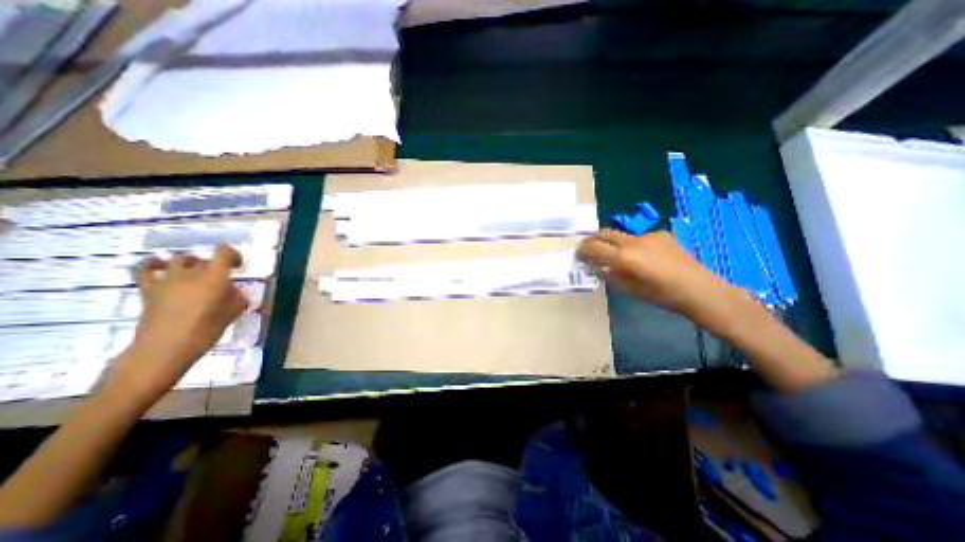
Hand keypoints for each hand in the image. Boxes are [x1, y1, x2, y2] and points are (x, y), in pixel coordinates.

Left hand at [104, 246, 248, 401]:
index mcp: (214, 278)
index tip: (238, 265)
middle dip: (214, 266)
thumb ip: (237, 298)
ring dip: (190, 263)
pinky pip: (146, 269)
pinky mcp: (149, 290)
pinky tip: (159, 264)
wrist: (165, 348)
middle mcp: (191, 274)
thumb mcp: (233, 313)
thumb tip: (234, 292)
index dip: (233, 254)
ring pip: (179, 260)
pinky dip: (153, 263)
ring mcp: (167, 281)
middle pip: (204, 260)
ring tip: (195, 272)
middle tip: (220, 280)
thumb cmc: (206, 331)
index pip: (224, 253)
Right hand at [575, 228, 740, 329]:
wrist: (700, 290)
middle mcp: (633, 242)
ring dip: (612, 243)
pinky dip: (632, 245)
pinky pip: (638, 237)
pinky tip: (641, 256)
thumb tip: (600, 269)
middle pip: (604, 233)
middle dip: (592, 240)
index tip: (578, 255)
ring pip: (621, 235)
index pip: (594, 247)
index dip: (582, 250)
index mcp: (624, 258)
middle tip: (588, 249)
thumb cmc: (663, 296)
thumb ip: (612, 276)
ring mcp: (648, 236)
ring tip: (615, 255)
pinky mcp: (661, 234)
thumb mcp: (631, 289)